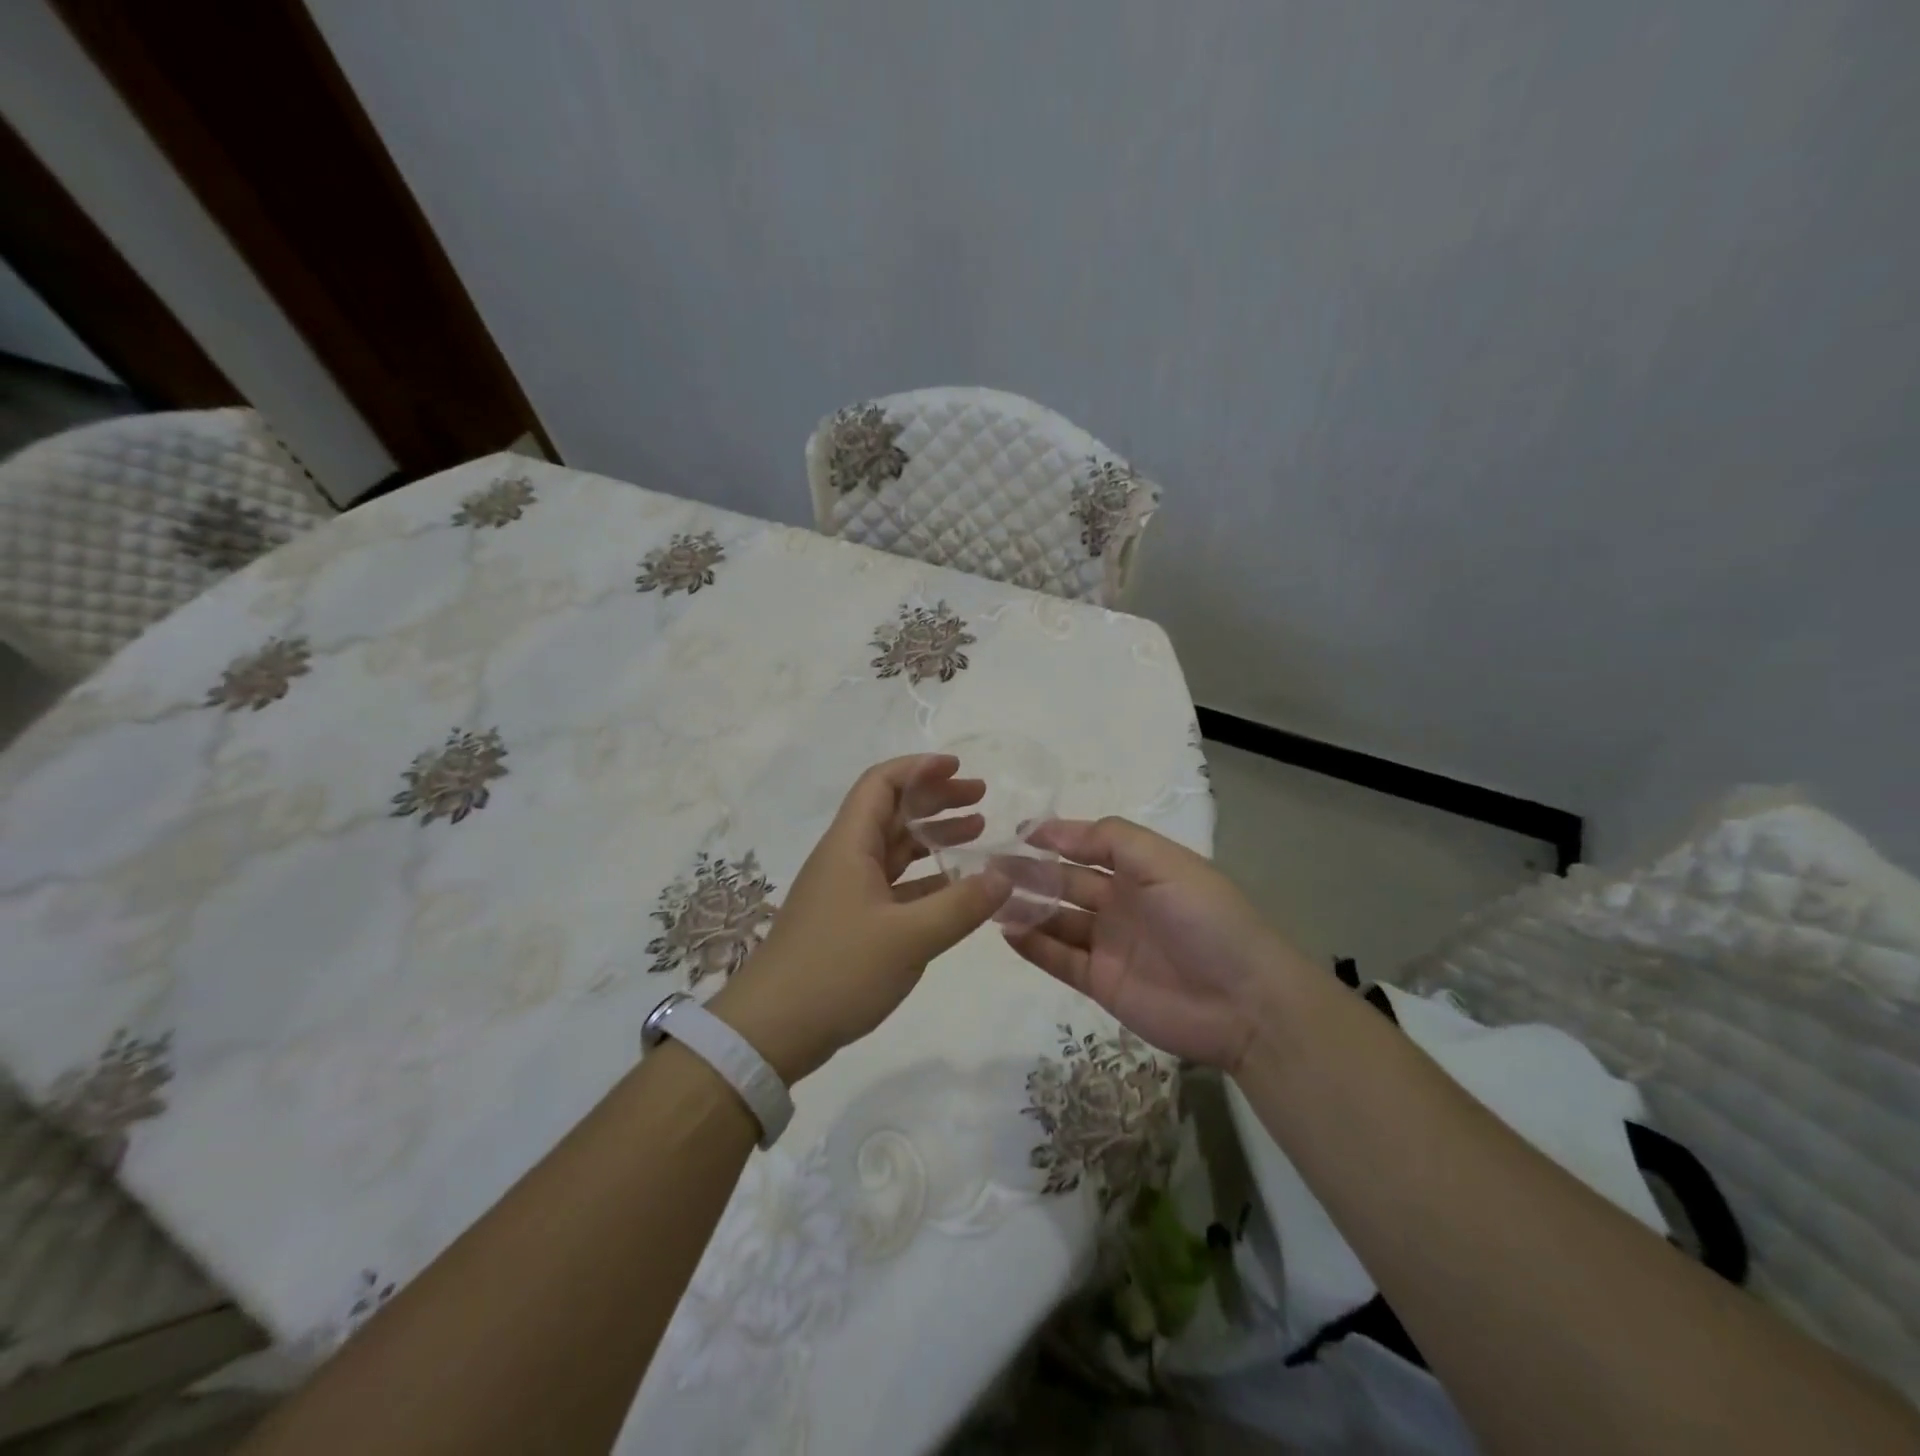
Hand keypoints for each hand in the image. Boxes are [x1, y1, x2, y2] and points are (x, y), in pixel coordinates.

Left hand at [711, 755, 1011, 1081]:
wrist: (772, 1030)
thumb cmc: (837, 971)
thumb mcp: (909, 938)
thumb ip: (961, 905)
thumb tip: (1006, 876)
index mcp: (850, 845)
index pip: (882, 783)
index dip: (920, 768)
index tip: (960, 768)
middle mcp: (846, 858)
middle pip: (892, 811)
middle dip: (936, 799)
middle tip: (981, 798)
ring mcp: (846, 891)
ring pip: (894, 848)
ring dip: (933, 836)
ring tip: (978, 832)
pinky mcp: (850, 921)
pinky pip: (894, 884)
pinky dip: (925, 878)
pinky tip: (956, 887)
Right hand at [1003, 817, 1307, 1070]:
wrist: (1245, 1003)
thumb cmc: (1205, 919)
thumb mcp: (1164, 863)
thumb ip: (1110, 839)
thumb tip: (1051, 829)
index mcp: (1140, 869)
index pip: (1088, 846)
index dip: (1055, 838)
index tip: (1016, 834)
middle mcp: (1121, 902)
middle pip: (1066, 882)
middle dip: (1030, 872)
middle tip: (989, 868)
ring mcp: (1109, 944)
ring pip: (1057, 920)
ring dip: (1025, 908)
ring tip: (989, 898)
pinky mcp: (1102, 982)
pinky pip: (1060, 959)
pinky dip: (1033, 946)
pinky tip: (1006, 931)